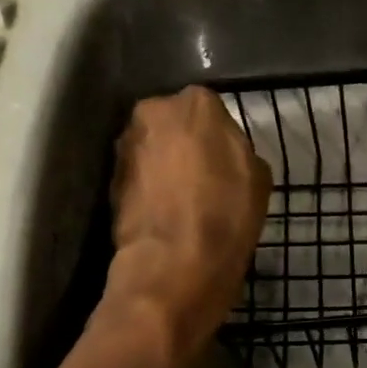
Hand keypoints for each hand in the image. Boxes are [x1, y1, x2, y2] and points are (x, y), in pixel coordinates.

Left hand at [106, 86, 269, 348]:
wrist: (175, 264)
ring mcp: (125, 145)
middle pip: (174, 123)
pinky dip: (148, 187)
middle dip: (184, 144)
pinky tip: (164, 211)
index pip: (210, 110)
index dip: (218, 138)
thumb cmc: (227, 214)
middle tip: (203, 176)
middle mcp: (153, 111)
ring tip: (182, 198)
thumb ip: (238, 149)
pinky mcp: (108, 178)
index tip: (225, 161)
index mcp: (196, 103)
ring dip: (163, 165)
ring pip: (152, 148)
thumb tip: (224, 153)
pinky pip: (137, 175)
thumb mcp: (258, 177)